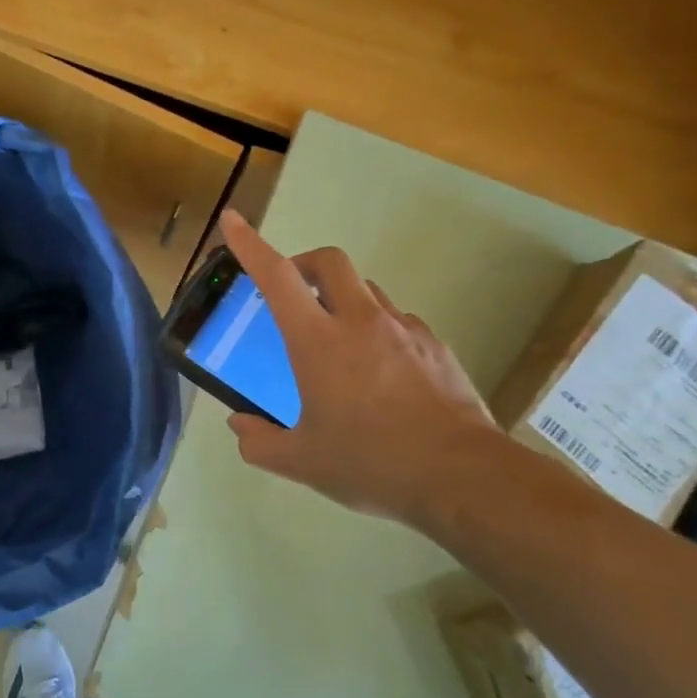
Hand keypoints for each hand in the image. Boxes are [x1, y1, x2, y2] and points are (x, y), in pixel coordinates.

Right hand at [218, 209, 498, 523]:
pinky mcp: (435, 346)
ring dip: (342, 298)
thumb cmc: (372, 463)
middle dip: (303, 263)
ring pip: (366, 289)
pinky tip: (382, 371)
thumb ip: (260, 442)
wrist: (463, 477)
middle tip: (293, 292)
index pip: (277, 277)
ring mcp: (404, 329)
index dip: (250, 244)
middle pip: (329, 261)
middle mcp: (360, 322)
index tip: (233, 220)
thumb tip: (239, 426)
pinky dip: (378, 329)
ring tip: (338, 341)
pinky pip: (398, 320)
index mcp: (318, 341)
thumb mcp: (303, 462)